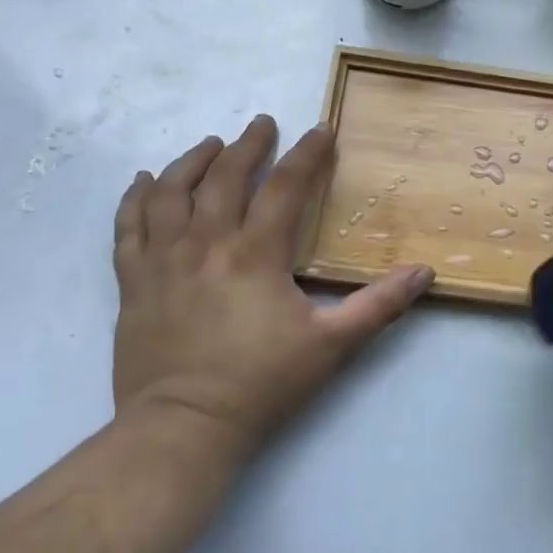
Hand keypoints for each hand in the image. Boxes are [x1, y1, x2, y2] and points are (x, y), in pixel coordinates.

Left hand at [111, 116, 433, 460]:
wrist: (183, 428)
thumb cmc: (261, 384)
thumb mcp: (332, 345)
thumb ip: (379, 305)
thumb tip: (425, 271)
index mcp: (256, 254)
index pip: (286, 187)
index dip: (307, 154)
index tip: (321, 130)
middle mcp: (206, 244)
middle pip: (226, 178)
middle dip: (248, 145)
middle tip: (262, 124)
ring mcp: (163, 260)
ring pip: (171, 192)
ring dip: (192, 161)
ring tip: (210, 144)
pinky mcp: (133, 282)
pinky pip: (128, 226)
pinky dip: (135, 198)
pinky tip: (144, 181)